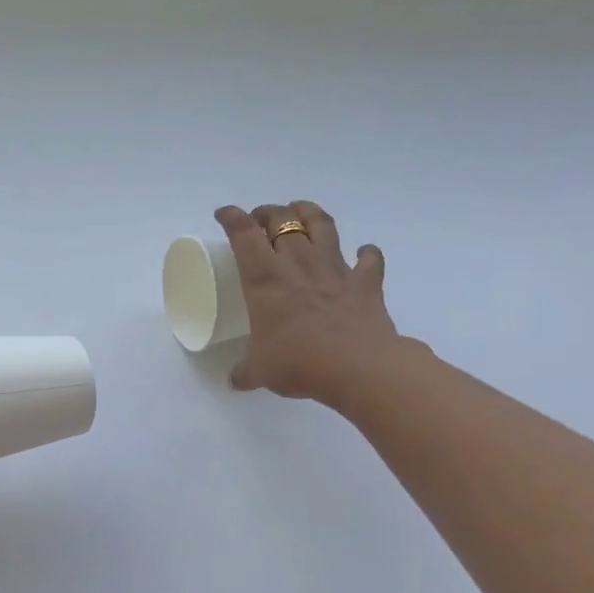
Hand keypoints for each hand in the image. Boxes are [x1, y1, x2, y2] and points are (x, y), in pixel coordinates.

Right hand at [217, 201, 412, 408]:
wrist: (359, 368)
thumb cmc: (300, 363)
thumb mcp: (260, 371)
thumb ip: (245, 372)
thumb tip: (234, 381)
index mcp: (265, 279)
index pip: (244, 234)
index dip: (232, 217)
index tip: (224, 214)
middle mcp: (298, 264)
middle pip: (282, 219)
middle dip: (267, 212)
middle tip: (259, 219)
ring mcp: (335, 269)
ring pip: (322, 225)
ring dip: (309, 212)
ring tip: (300, 212)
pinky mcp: (366, 282)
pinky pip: (369, 258)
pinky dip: (365, 253)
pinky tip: (362, 253)